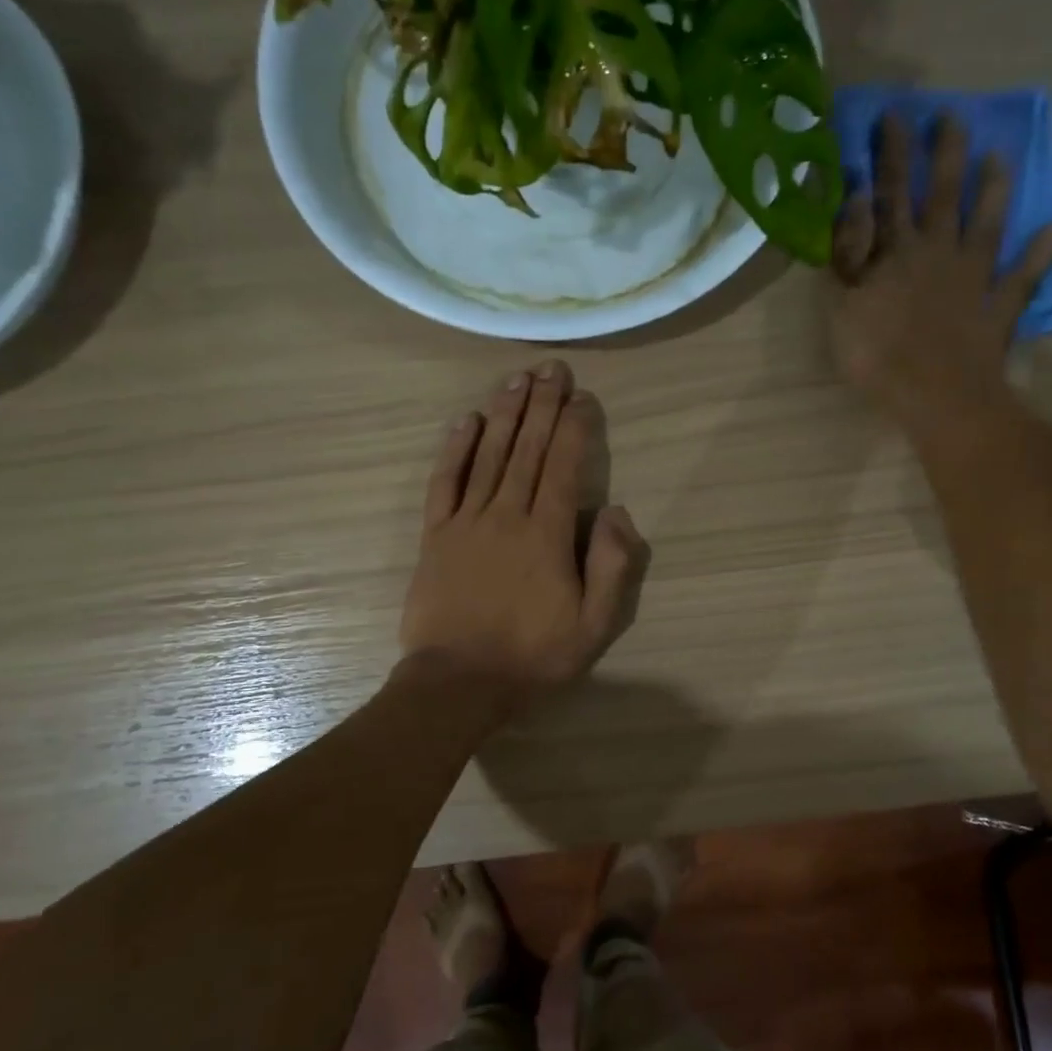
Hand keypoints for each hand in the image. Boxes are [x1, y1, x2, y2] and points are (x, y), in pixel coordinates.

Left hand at [399, 360, 648, 721]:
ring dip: (505, 414)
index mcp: (546, 534)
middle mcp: (507, 514)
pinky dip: (456, 448)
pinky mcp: (435, 535)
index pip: (564, 466)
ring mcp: (466, 522)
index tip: (583, 397)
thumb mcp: (594, 625)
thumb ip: (611, 566)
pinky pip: (445, 482)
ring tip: (517, 379)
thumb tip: (615, 511)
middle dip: (543, 405)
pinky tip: (467, 421)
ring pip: (489, 455)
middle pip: (528, 449)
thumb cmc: (532, 656)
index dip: (575, 427)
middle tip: (552, 368)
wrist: (458, 683)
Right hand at [831, 114, 1051, 430]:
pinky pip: (1023, 277)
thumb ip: (848, 253)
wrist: (935, 396)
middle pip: (941, 196)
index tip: (894, 115)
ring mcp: (973, 278)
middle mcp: (938, 252)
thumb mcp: (841, 306)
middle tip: (951, 116)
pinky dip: (1039, 255)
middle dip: (943, 154)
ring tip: (999, 158)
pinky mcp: (997, 308)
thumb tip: (857, 200)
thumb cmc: (877, 356)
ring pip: (985, 225)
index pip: (890, 193)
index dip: (890, 155)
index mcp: (896, 252)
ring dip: (992, 191)